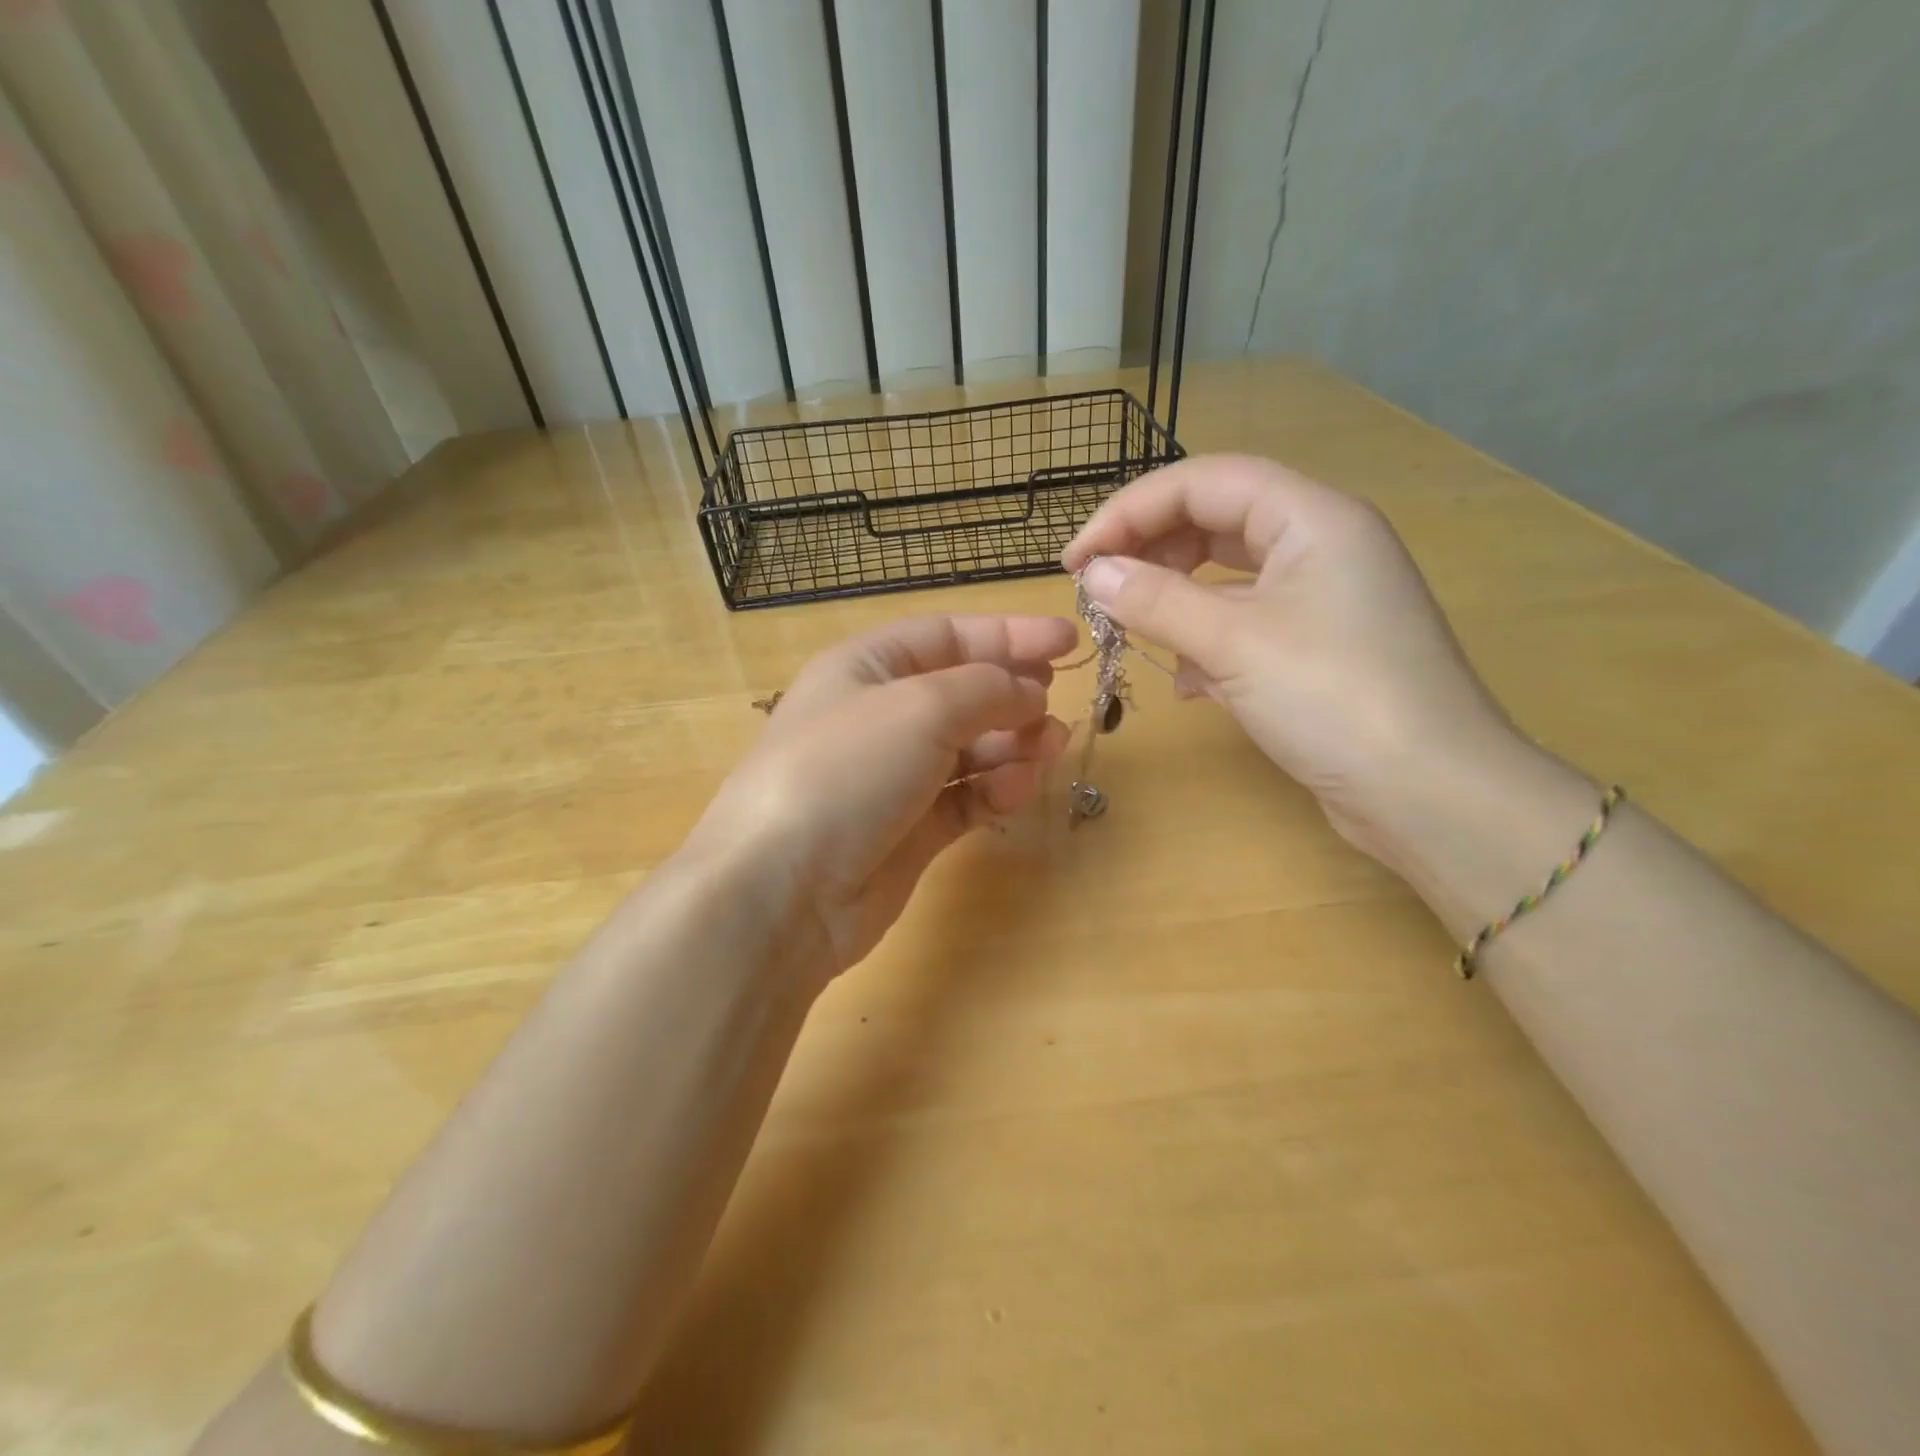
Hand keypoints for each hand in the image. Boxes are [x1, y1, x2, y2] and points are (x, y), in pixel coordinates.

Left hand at [687, 615, 1074, 975]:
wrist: (784, 890)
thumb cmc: (846, 770)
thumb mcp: (920, 707)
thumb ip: (986, 688)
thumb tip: (1029, 691)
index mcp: (865, 668)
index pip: (947, 636)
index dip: (1008, 635)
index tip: (1068, 642)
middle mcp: (877, 717)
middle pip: (960, 693)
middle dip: (1013, 694)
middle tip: (1056, 704)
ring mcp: (892, 778)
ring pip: (968, 749)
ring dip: (1012, 744)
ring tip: (1051, 747)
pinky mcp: (907, 832)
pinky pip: (963, 799)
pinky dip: (993, 791)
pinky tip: (1017, 790)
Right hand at [1062, 454, 1512, 861]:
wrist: (1430, 794)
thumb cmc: (1333, 698)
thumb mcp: (1233, 642)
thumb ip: (1156, 600)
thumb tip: (1093, 575)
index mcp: (1311, 518)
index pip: (1202, 481)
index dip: (1129, 512)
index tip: (1074, 562)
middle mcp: (1321, 545)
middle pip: (1215, 522)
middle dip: (1150, 553)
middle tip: (1098, 592)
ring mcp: (1323, 599)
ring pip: (1227, 578)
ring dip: (1175, 600)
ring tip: (1136, 634)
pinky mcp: (1319, 649)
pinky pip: (1246, 624)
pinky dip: (1207, 642)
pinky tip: (1188, 683)